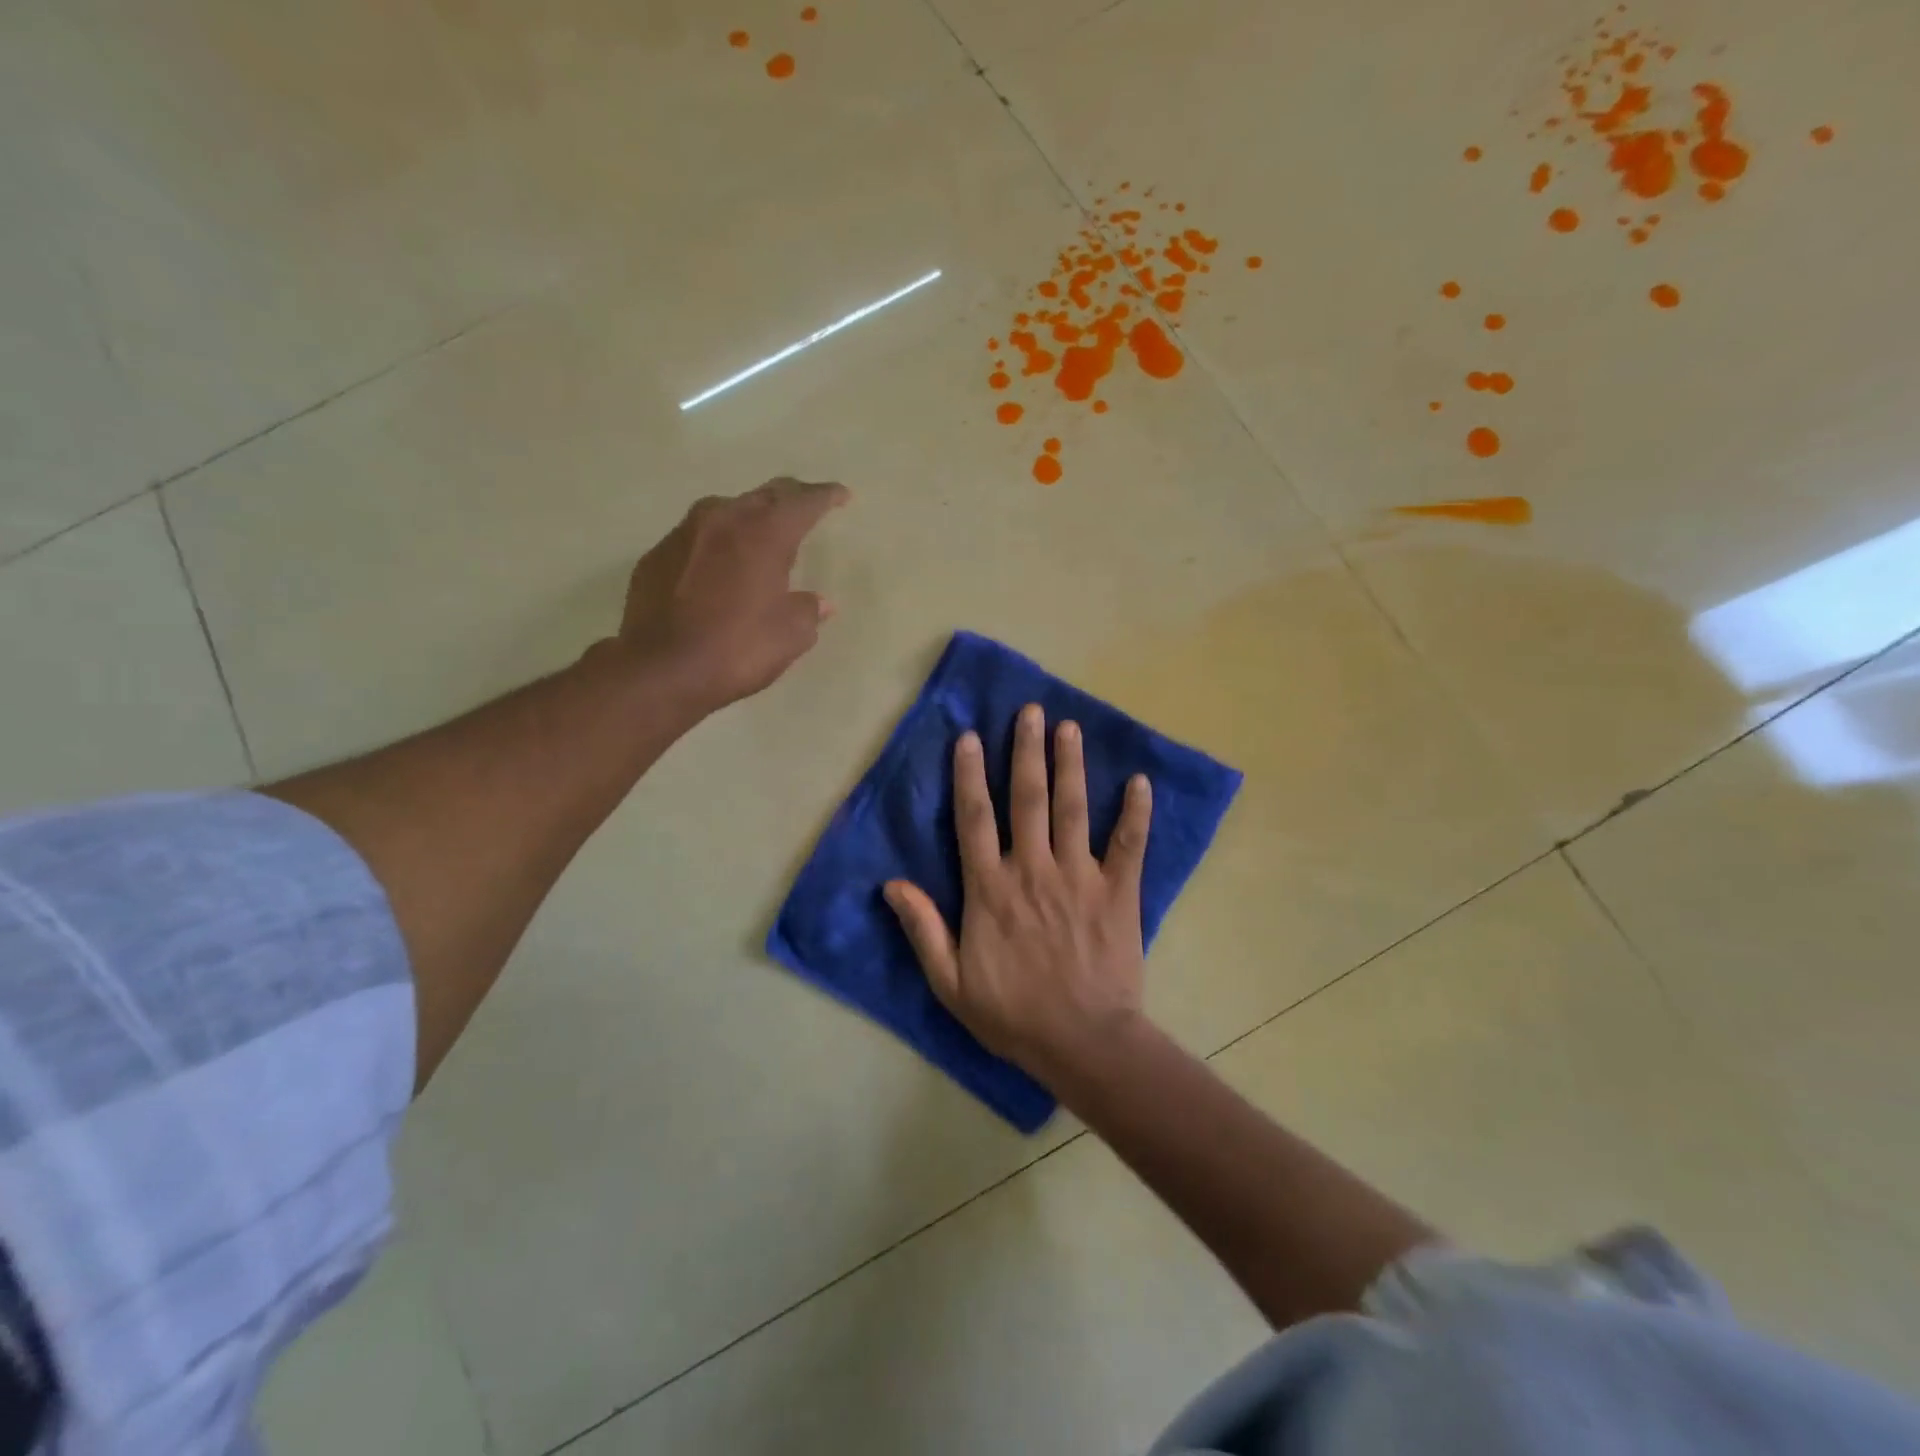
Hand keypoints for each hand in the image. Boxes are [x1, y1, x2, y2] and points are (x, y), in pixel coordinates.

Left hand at [618, 478, 848, 712]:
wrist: (660, 670)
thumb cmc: (737, 649)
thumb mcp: (790, 636)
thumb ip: (808, 610)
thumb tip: (819, 603)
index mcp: (764, 534)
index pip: (803, 501)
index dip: (826, 496)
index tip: (842, 495)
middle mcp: (723, 520)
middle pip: (764, 495)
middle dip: (789, 498)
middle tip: (806, 504)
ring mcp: (684, 534)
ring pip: (726, 511)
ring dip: (749, 517)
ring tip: (761, 533)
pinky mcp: (657, 555)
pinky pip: (696, 538)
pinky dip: (716, 544)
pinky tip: (719, 566)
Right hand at [885, 703, 1154, 1085]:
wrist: (1082, 1043)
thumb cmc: (1012, 1014)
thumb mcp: (950, 982)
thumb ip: (923, 929)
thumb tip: (892, 884)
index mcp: (990, 889)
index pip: (975, 819)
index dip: (970, 775)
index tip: (971, 737)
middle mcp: (1032, 870)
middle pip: (1027, 799)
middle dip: (1027, 752)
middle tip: (1030, 712)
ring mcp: (1079, 877)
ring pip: (1073, 810)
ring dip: (1071, 766)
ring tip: (1069, 728)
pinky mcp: (1118, 893)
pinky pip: (1129, 845)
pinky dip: (1135, 813)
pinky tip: (1140, 781)